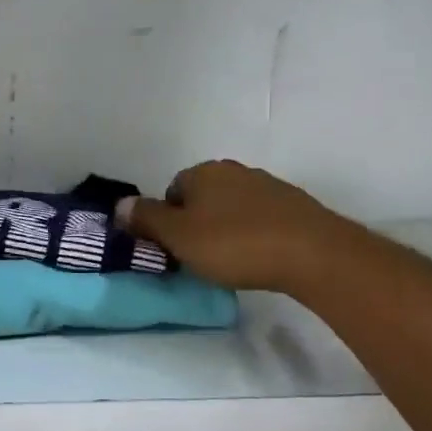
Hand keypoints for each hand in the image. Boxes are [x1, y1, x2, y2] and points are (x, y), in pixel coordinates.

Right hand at [120, 160, 337, 293]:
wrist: (312, 253)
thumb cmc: (235, 244)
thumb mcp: (178, 236)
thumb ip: (146, 219)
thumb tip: (119, 204)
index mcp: (203, 172)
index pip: (171, 190)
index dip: (167, 221)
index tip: (174, 248)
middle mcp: (234, 170)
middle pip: (202, 197)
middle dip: (196, 223)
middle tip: (199, 256)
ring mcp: (268, 185)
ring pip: (232, 207)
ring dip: (226, 228)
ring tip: (231, 260)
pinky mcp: (294, 205)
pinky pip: (260, 217)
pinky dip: (254, 233)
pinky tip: (259, 256)